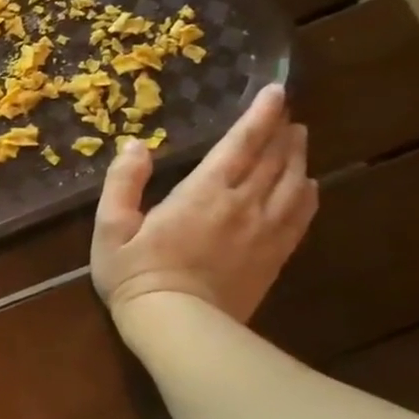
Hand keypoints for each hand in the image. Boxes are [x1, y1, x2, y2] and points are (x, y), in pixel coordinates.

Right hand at [89, 84, 316, 322]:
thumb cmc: (135, 273)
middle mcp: (242, 205)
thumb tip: (135, 146)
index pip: (240, 144)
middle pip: (273, 159)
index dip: (259, 116)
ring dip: (297, 157)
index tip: (276, 92)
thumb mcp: (110, 226)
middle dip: (281, 131)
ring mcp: (264, 232)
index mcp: (203, 193)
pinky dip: (307, 194)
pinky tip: (307, 185)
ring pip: (292, 184)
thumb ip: (123, 183)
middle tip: (287, 112)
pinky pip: (301, 216)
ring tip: (298, 140)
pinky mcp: (274, 256)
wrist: (178, 326)